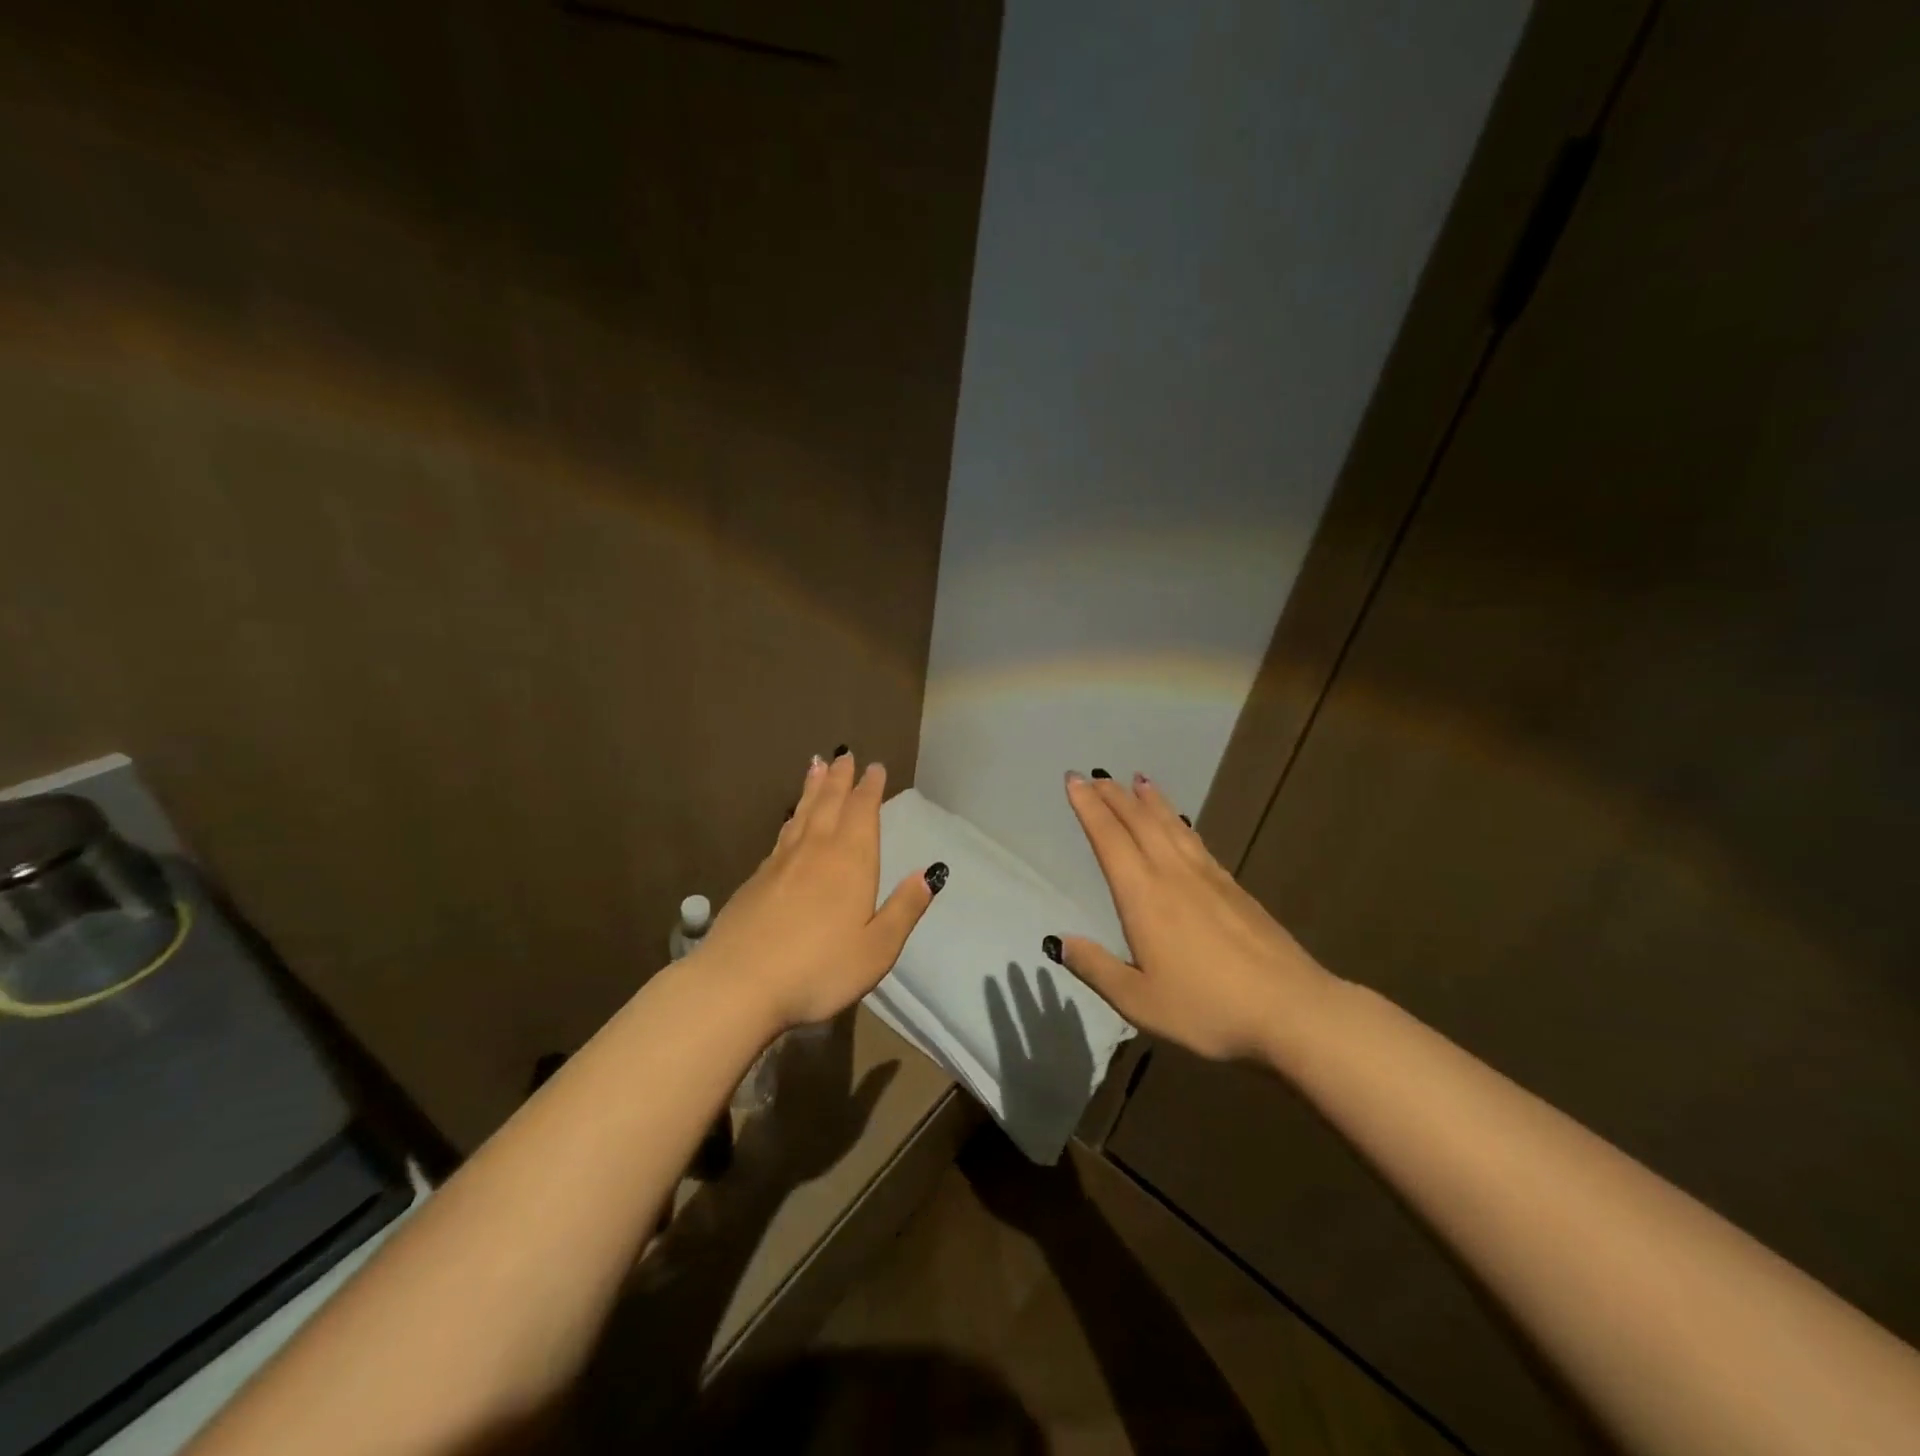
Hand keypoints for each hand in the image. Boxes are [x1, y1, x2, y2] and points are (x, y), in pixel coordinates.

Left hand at [695, 752, 941, 1030]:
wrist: (738, 983)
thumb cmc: (819, 968)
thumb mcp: (877, 948)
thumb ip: (904, 909)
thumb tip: (929, 874)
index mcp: (851, 862)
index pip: (863, 813)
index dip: (870, 789)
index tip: (874, 767)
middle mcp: (816, 851)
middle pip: (829, 804)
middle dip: (840, 778)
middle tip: (844, 755)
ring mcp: (781, 863)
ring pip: (801, 815)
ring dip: (812, 789)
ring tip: (816, 767)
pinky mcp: (755, 880)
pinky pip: (781, 836)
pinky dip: (790, 819)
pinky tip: (790, 822)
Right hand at [1050, 771, 1334, 1061]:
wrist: (1291, 1010)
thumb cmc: (1207, 1009)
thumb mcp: (1139, 1001)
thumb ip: (1096, 968)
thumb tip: (1058, 941)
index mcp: (1143, 896)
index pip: (1108, 839)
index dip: (1088, 808)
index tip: (1074, 780)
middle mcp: (1173, 874)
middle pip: (1139, 822)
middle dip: (1114, 796)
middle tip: (1096, 775)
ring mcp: (1208, 878)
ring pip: (1172, 825)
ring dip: (1150, 800)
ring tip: (1137, 781)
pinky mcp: (1234, 888)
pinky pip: (1196, 841)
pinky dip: (1180, 822)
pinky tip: (1181, 823)